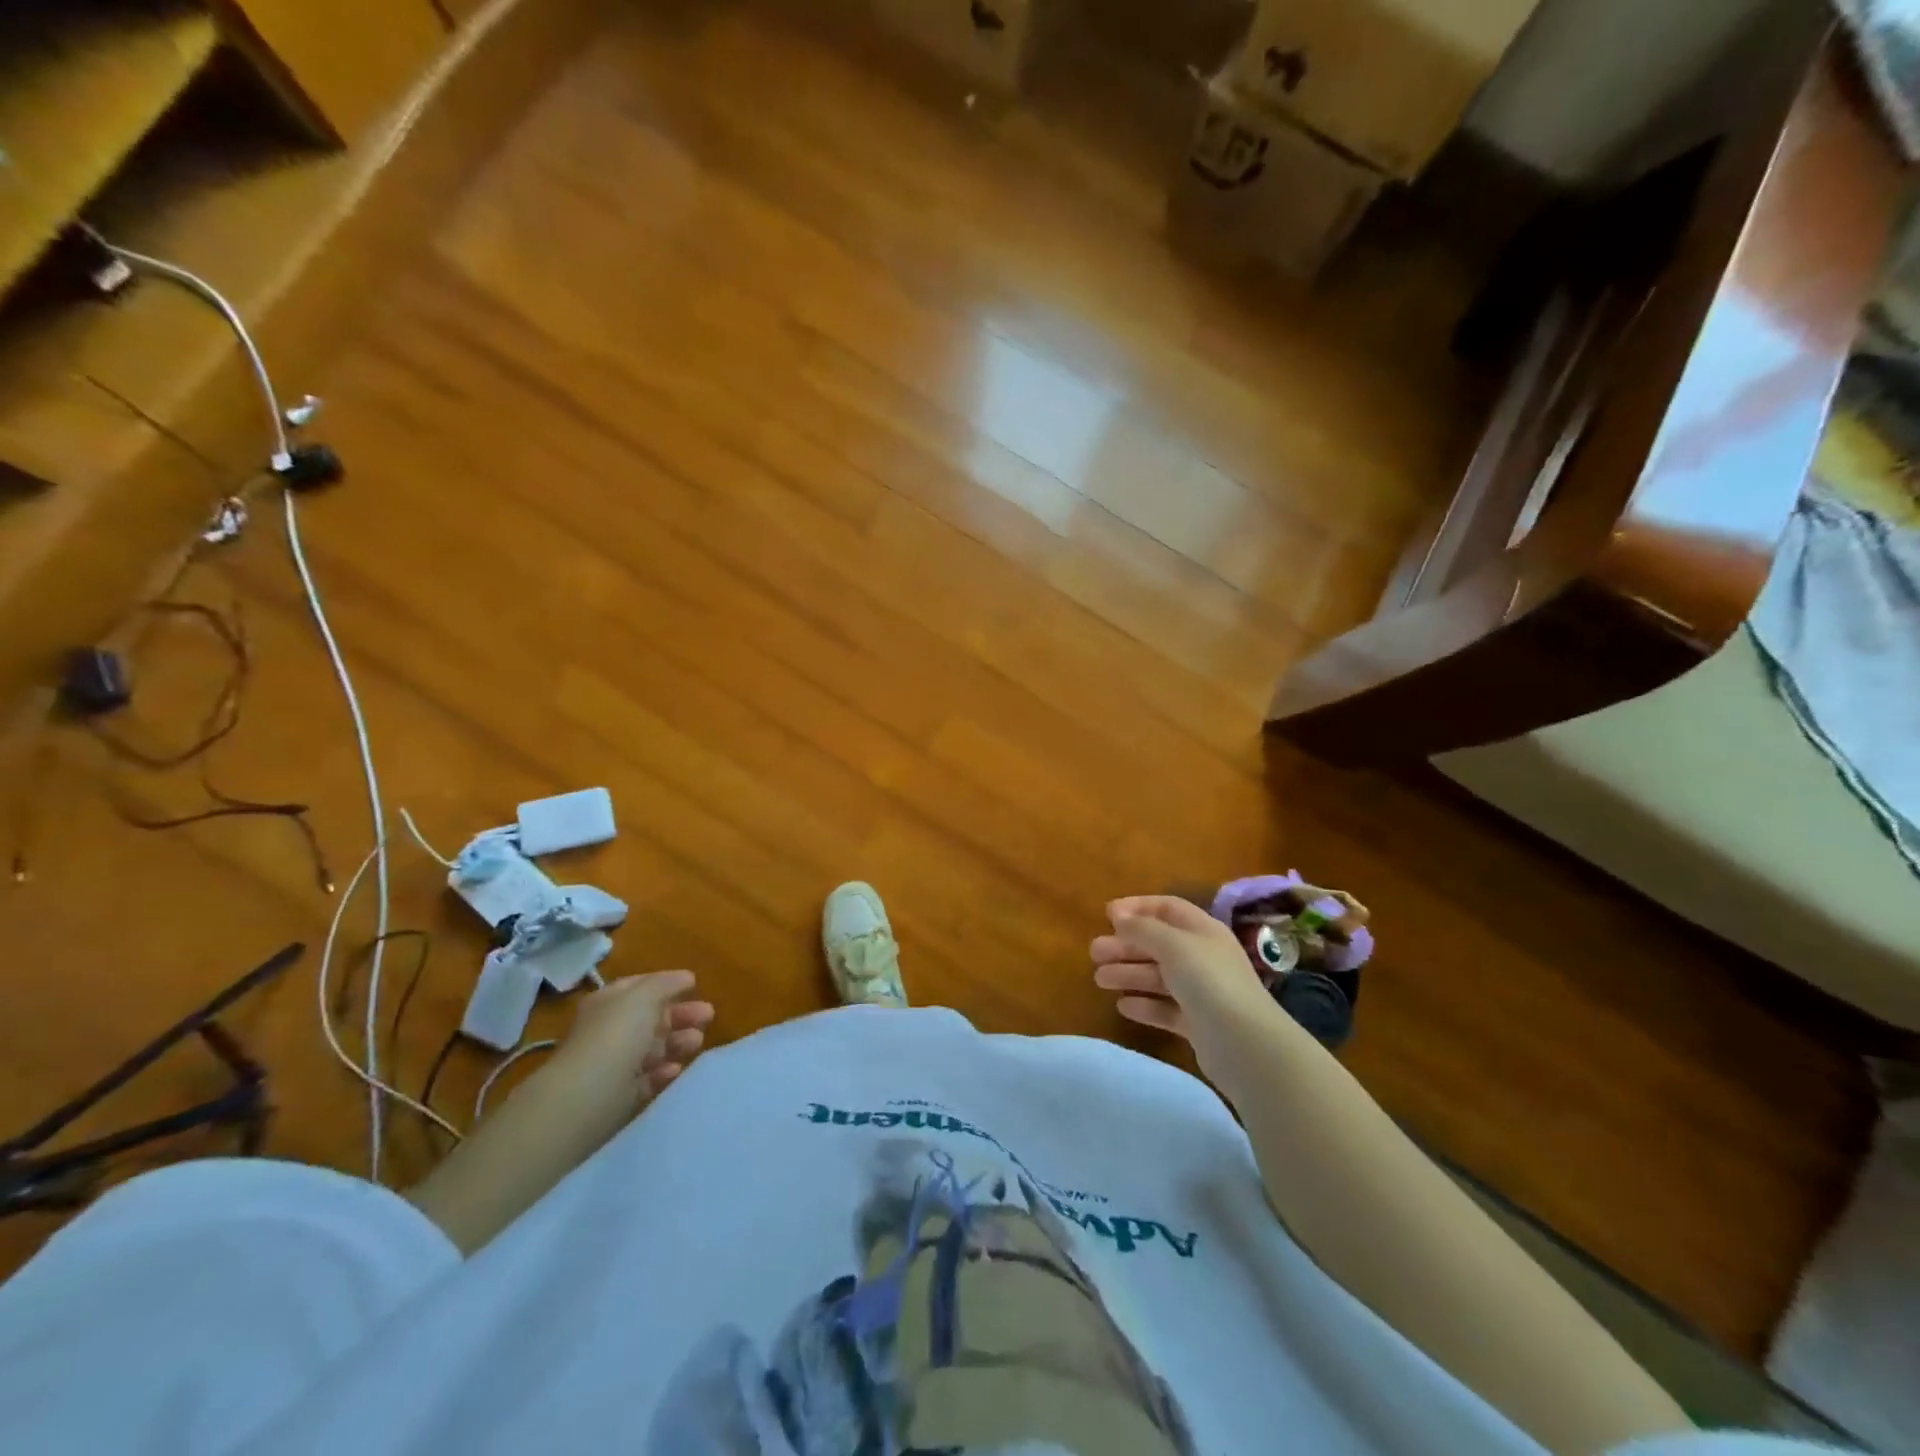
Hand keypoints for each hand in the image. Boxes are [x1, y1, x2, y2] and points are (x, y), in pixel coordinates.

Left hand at [559, 971, 714, 1106]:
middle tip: (708, 1015)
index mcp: (609, 1002)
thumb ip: (666, 983)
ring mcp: (613, 1063)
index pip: (640, 986)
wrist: (587, 1095)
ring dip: (677, 1042)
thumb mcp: (644, 996)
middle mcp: (609, 1030)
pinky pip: (647, 1078)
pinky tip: (676, 1069)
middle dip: (680, 1015)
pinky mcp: (620, 1095)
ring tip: (697, 1042)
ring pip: (653, 1048)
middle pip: (651, 1018)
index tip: (695, 985)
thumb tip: (686, 977)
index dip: (667, 983)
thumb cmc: (617, 1034)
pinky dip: (663, 1072)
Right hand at [1091, 895, 1280, 1074]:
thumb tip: (1118, 916)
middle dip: (1125, 946)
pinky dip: (1144, 1005)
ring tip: (1099, 979)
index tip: (1107, 915)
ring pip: (1158, 977)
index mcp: (1203, 931)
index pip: (1168, 908)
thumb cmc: (1209, 982)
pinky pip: (1165, 1009)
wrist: (1247, 1045)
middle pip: (1158, 944)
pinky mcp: (1197, 1024)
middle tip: (1094, 952)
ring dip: (1128, 974)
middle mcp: (1203, 957)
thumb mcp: (1174, 945)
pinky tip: (1123, 1007)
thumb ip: (1143, 929)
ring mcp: (1202, 992)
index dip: (1138, 907)